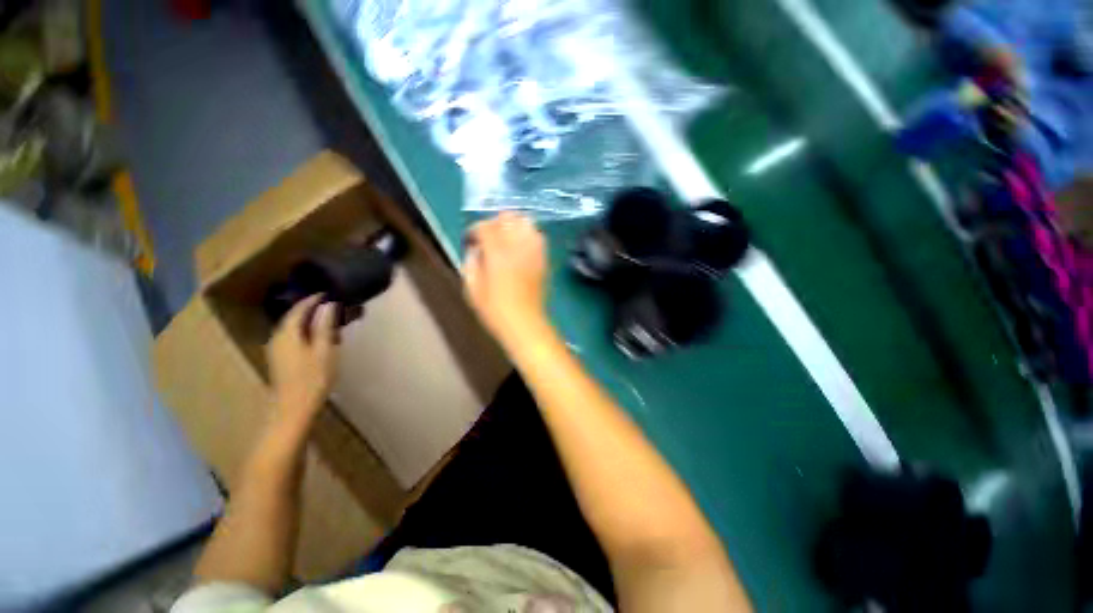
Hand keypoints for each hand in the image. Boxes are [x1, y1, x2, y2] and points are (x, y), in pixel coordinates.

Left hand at [266, 295, 337, 427]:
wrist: (293, 408)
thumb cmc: (313, 378)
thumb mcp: (324, 350)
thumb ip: (324, 327)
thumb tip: (327, 305)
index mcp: (288, 334)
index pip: (298, 310)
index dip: (312, 300)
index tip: (326, 294)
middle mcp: (278, 339)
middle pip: (292, 318)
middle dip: (309, 310)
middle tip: (329, 306)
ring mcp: (276, 350)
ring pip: (292, 328)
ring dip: (307, 321)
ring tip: (326, 320)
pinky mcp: (280, 359)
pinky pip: (292, 337)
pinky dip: (304, 332)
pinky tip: (317, 337)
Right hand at [464, 212, 548, 347]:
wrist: (525, 323)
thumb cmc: (495, 310)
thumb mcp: (472, 288)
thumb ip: (471, 262)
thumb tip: (475, 249)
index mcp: (497, 253)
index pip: (485, 227)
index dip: (475, 230)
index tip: (471, 240)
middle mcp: (517, 246)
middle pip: (508, 217)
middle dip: (495, 223)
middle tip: (489, 238)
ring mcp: (533, 251)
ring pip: (526, 222)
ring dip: (513, 226)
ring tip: (506, 240)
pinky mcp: (543, 259)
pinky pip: (538, 236)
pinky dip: (528, 236)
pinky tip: (521, 248)